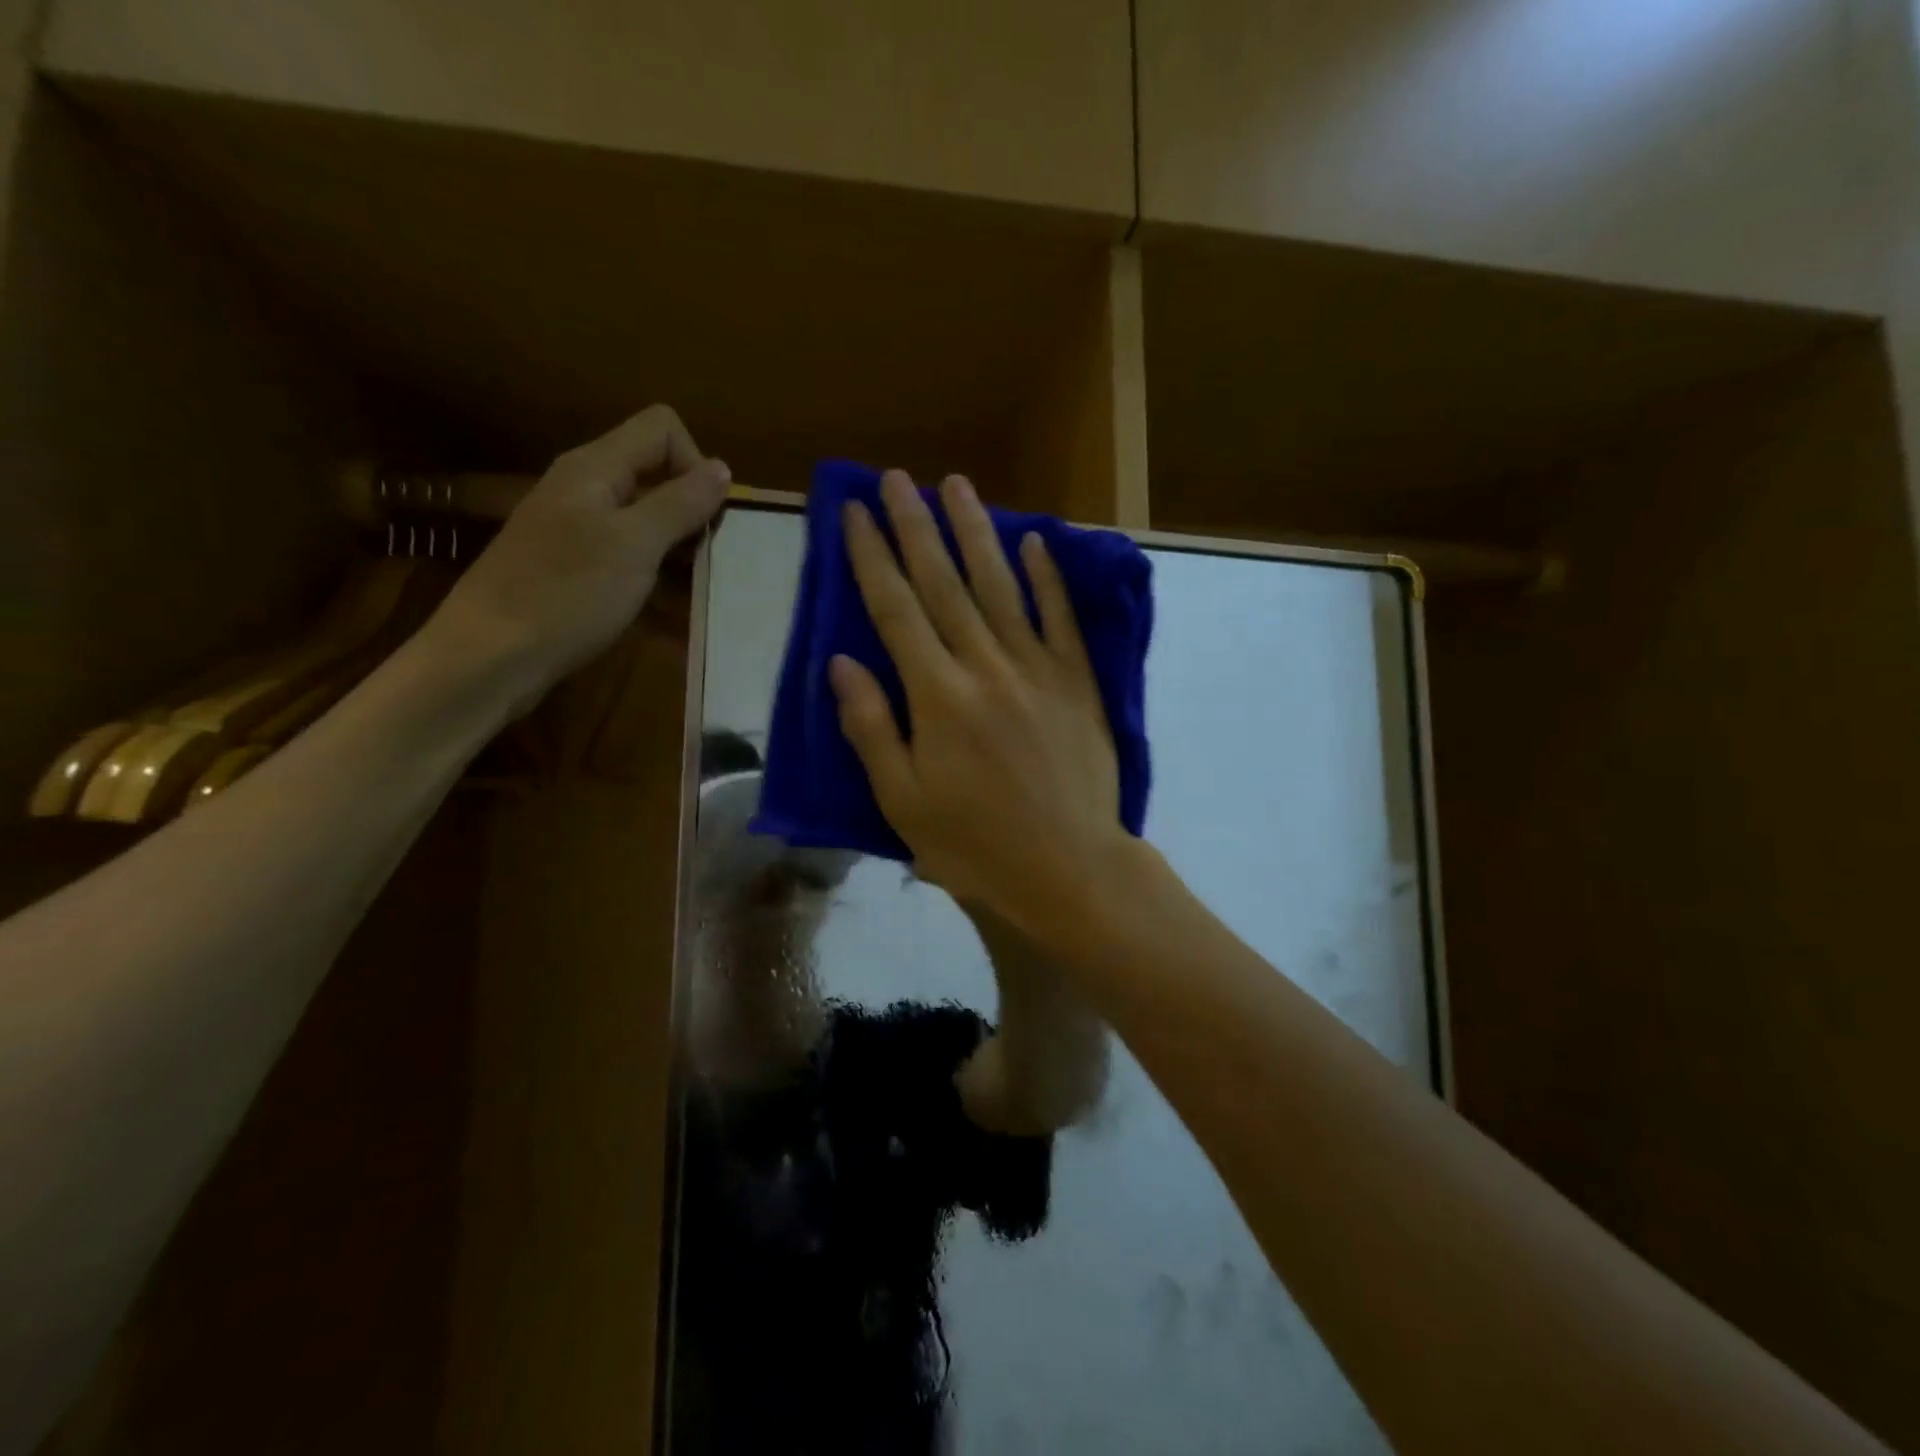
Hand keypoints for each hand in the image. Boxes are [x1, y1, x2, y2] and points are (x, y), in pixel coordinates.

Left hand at [420, 405, 729, 715]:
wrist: (491, 656)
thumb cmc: (566, 595)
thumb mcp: (635, 546)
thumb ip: (680, 503)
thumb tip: (722, 468)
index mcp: (596, 468)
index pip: (662, 429)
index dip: (695, 463)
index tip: (707, 517)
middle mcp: (585, 487)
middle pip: (657, 474)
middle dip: (692, 512)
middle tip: (708, 561)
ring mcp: (577, 528)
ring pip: (647, 520)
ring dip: (678, 551)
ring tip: (695, 592)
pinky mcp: (574, 565)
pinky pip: (630, 556)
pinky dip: (655, 577)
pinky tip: (669, 615)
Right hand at [830, 470, 1127, 941]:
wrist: (1069, 869)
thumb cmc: (976, 845)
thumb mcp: (903, 801)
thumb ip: (871, 727)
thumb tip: (841, 662)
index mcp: (937, 697)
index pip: (895, 610)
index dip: (872, 557)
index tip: (854, 512)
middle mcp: (985, 667)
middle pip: (944, 584)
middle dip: (915, 526)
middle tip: (896, 478)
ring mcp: (1038, 670)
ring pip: (1001, 587)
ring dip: (976, 532)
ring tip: (956, 486)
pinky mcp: (1078, 683)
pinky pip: (1060, 619)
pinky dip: (1047, 577)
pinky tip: (1035, 540)